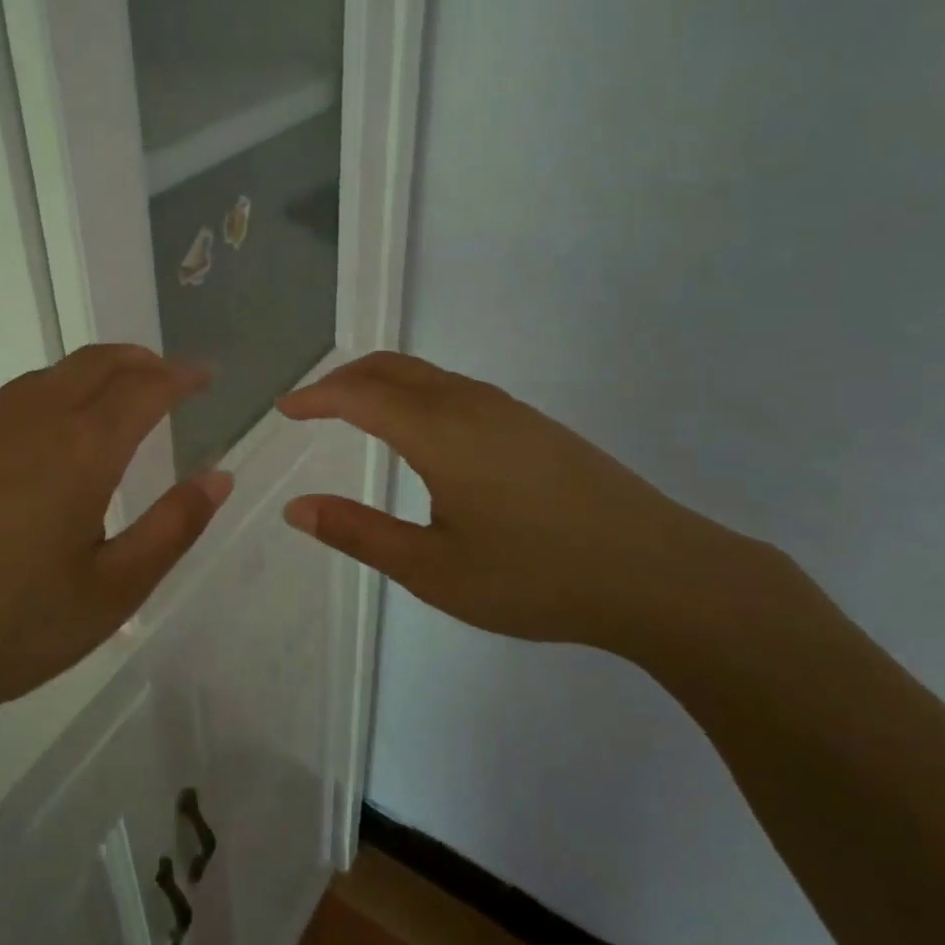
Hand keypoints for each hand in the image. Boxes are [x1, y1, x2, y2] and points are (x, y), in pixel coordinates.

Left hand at [0, 345, 230, 773]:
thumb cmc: (12, 628)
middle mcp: (29, 422)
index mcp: (80, 450)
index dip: (181, 376)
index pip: (144, 388)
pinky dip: (44, 402)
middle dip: (138, 360)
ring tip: (111, 400)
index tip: (205, 375)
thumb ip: (173, 527)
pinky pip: (5, 407)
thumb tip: (218, 476)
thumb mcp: (113, 592)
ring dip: (90, 375)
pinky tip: (39, 446)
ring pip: (46, 378)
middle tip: (165, 375)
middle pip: (94, 363)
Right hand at [277, 352, 756, 657]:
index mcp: (439, 431)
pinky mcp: (535, 426)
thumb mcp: (433, 569)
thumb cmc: (535, 576)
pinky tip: (422, 434)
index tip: (284, 409)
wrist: (660, 574)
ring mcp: (510, 411)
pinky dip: (416, 394)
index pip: (359, 394)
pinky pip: (457, 390)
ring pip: (428, 375)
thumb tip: (297, 509)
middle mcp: (471, 404)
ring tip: (356, 413)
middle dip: (345, 379)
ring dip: (382, 384)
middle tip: (312, 406)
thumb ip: (359, 534)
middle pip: (393, 369)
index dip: (316, 397)